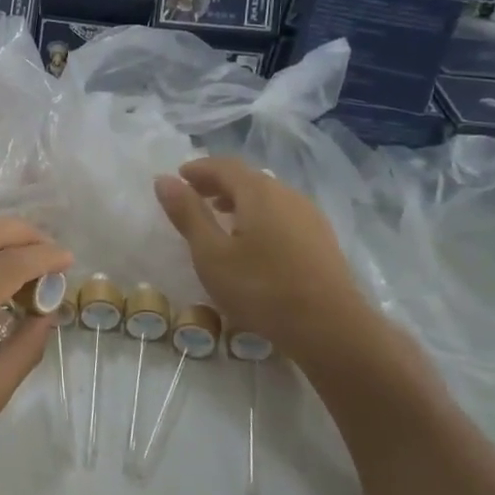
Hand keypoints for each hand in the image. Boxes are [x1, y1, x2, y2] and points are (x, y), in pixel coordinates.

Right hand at [154, 157, 370, 365]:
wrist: (330, 327)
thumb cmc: (261, 288)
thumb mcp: (211, 254)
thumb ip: (188, 214)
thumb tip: (164, 180)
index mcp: (259, 193)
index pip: (224, 166)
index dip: (199, 169)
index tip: (178, 177)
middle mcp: (287, 195)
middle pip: (248, 178)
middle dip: (218, 183)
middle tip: (194, 197)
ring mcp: (309, 217)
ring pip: (268, 197)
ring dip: (240, 200)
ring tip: (220, 218)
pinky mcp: (321, 240)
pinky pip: (283, 214)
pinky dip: (260, 216)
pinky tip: (253, 242)